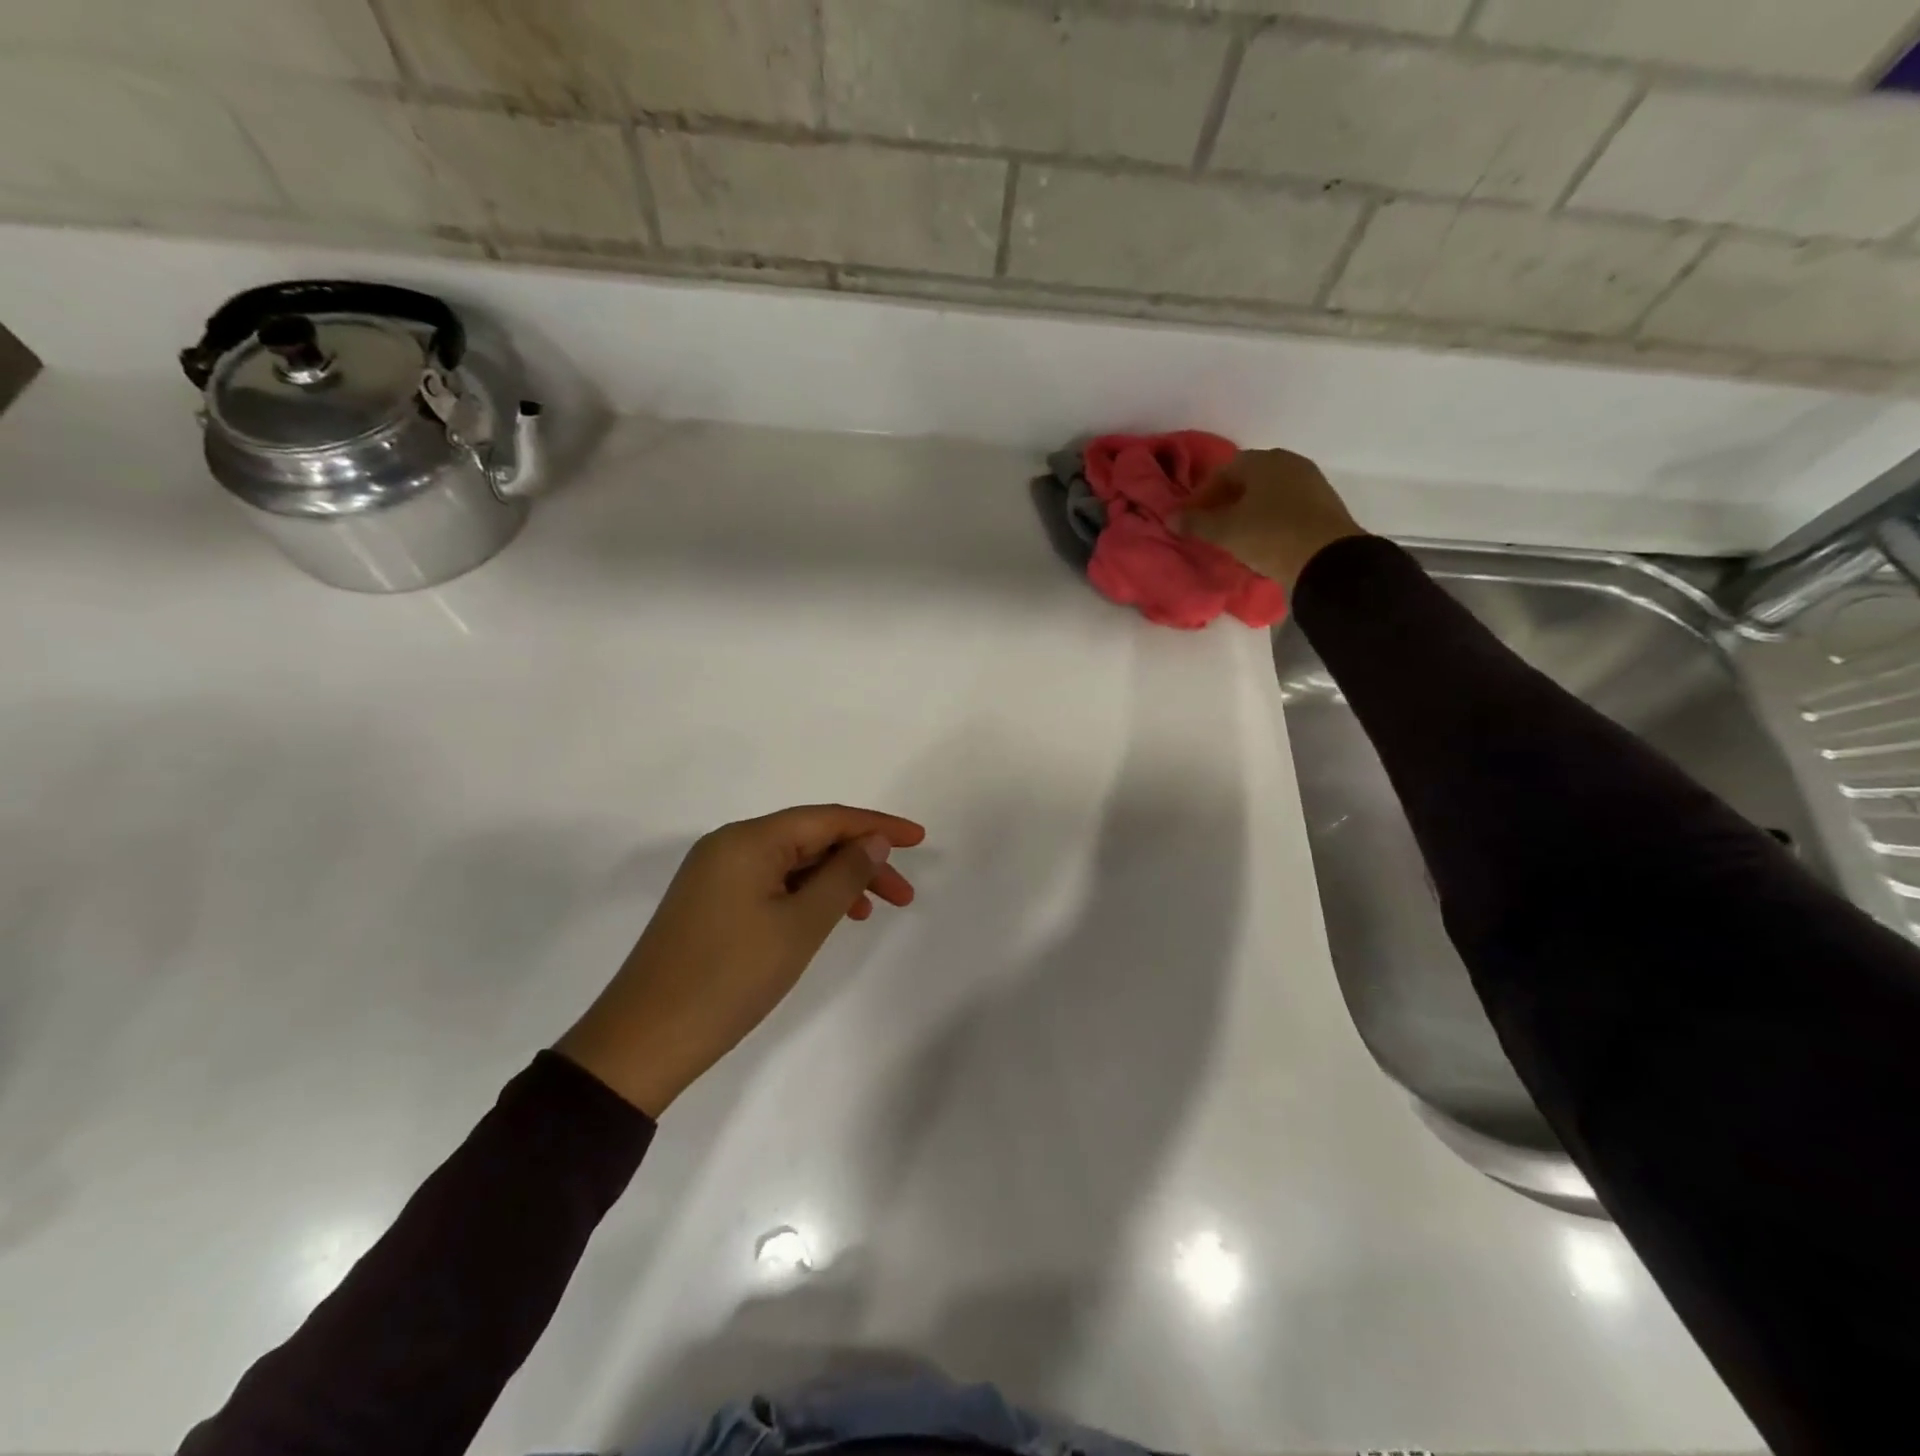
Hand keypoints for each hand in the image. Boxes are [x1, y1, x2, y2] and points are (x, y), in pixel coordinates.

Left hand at [556, 805, 924, 1116]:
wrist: (643, 1042)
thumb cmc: (730, 979)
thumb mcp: (799, 926)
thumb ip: (844, 876)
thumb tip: (873, 840)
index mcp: (748, 840)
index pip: (827, 818)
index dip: (877, 825)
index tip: (920, 838)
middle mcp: (729, 845)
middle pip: (810, 838)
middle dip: (860, 859)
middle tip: (904, 894)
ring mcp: (715, 875)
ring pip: (791, 863)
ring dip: (835, 880)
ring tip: (871, 910)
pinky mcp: (709, 903)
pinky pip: (770, 884)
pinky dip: (805, 895)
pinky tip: (825, 918)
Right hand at [1177, 448, 1366, 592]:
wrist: (1327, 559)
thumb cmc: (1269, 536)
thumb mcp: (1225, 532)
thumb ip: (1195, 523)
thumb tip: (1170, 518)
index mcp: (1262, 460)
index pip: (1222, 472)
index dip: (1202, 496)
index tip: (1190, 519)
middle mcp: (1288, 462)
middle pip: (1247, 479)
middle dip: (1225, 501)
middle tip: (1211, 527)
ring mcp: (1310, 481)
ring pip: (1268, 492)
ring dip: (1248, 510)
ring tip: (1234, 536)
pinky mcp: (1324, 503)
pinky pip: (1286, 506)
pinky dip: (1269, 518)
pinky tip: (1261, 539)